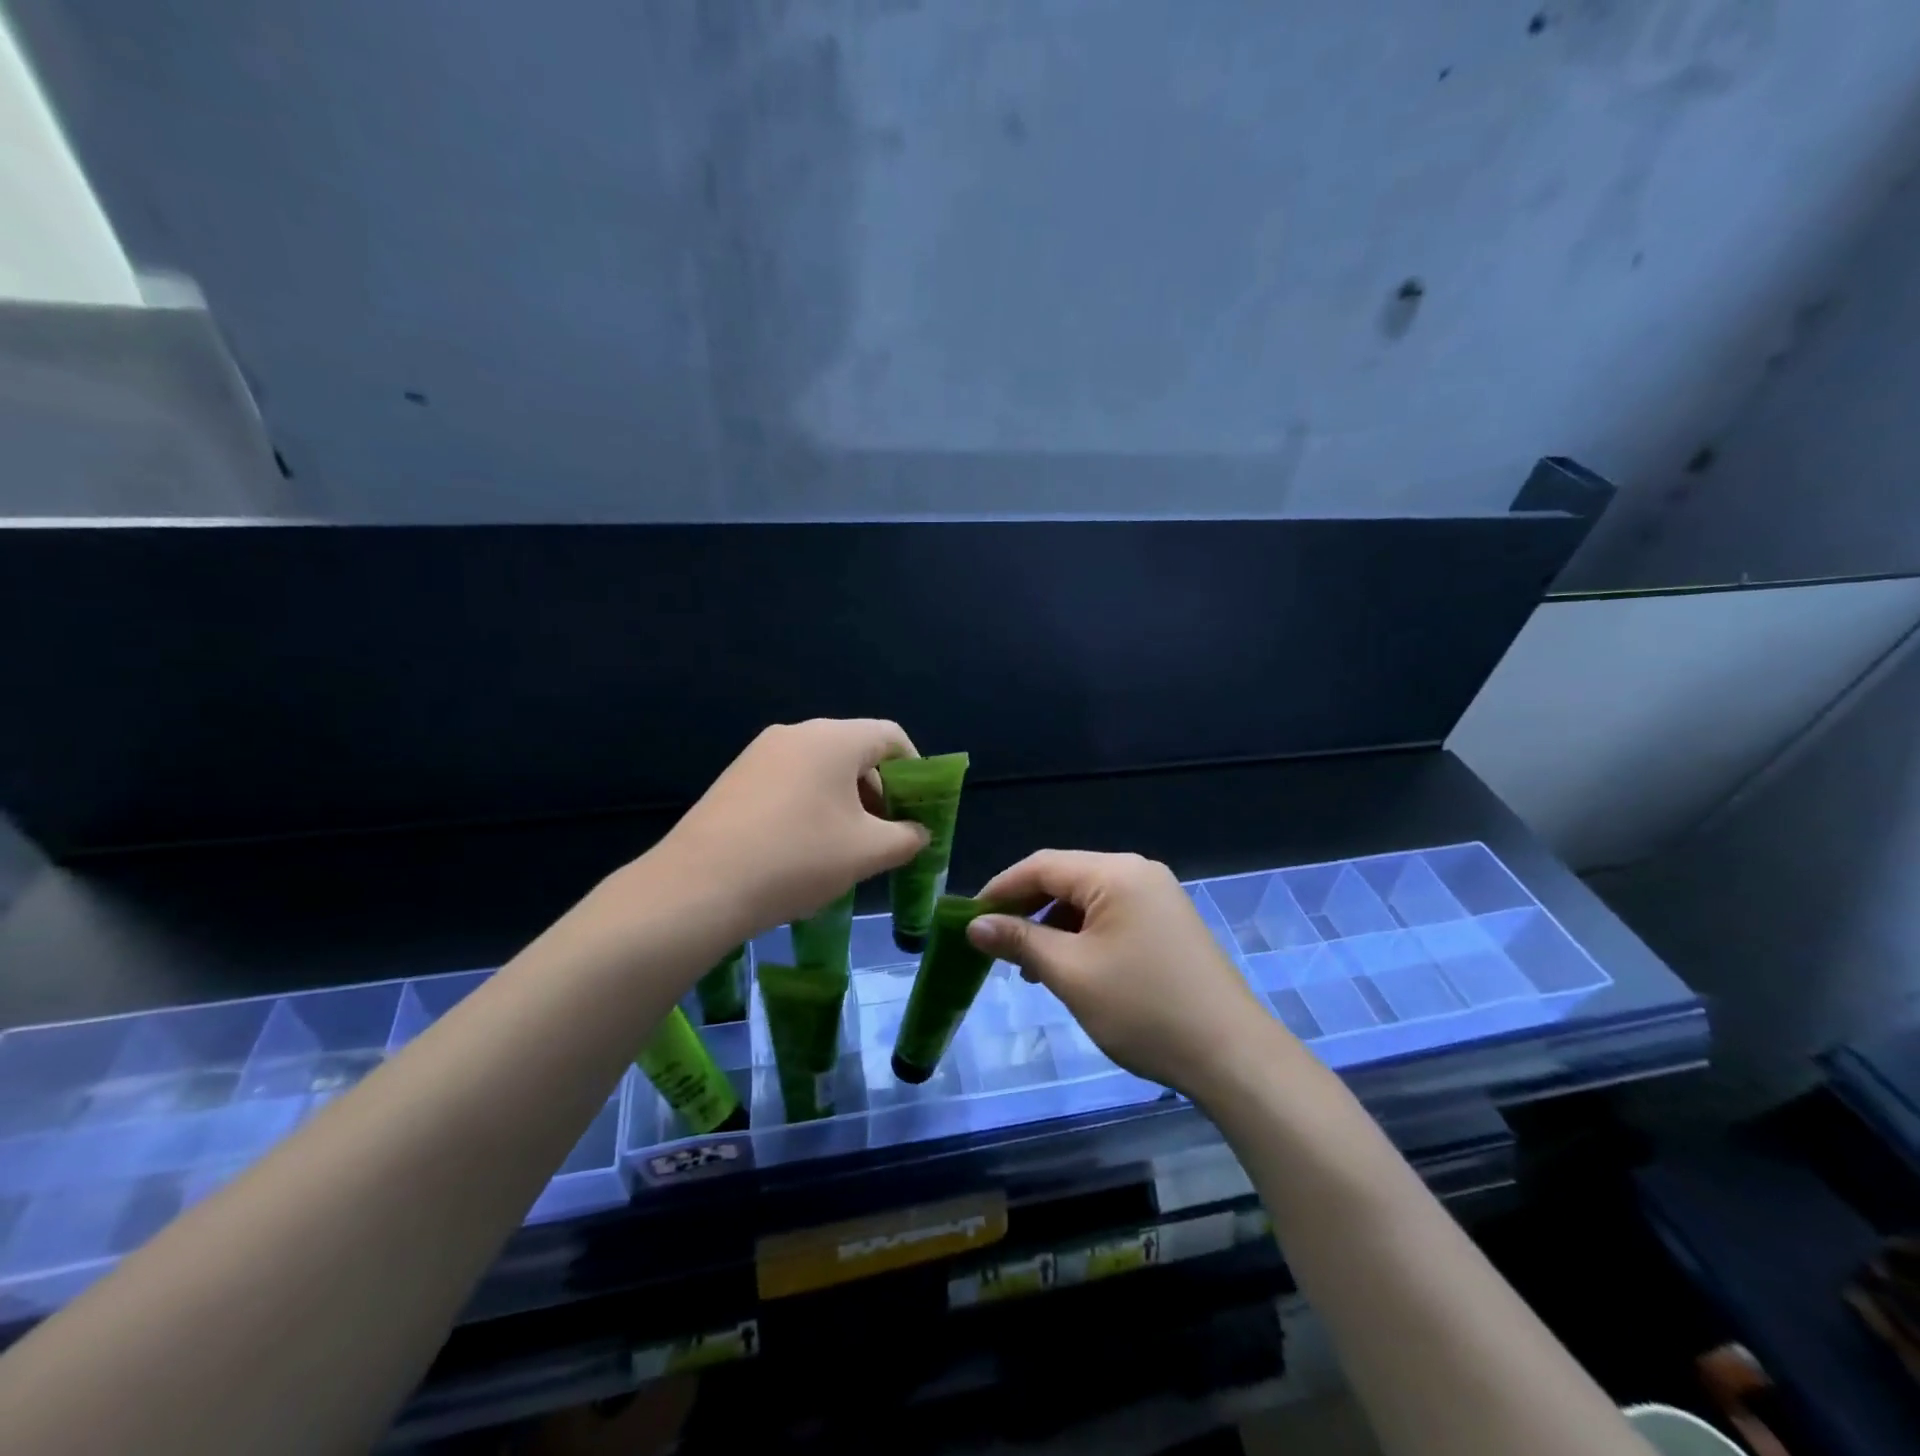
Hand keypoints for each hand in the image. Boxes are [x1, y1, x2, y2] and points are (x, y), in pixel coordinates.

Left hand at [644, 719, 929, 934]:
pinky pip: (790, 780)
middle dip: (880, 791)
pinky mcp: (736, 777)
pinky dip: (811, 805)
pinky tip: (803, 848)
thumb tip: (918, 832)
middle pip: (856, 751)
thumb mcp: (868, 852)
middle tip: (885, 835)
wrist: (699, 886)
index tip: (919, 810)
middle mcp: (797, 733)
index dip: (916, 771)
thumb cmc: (798, 858)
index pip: (891, 737)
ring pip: (822, 768)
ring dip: (846, 801)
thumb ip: (907, 837)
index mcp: (834, 739)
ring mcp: (761, 753)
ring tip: (845, 847)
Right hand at [966, 850, 1284, 1097]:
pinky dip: (1082, 937)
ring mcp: (1158, 898)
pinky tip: (1069, 970)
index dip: (1000, 888)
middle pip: (1065, 878)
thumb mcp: (1071, 974)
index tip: (968, 919)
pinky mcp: (1168, 924)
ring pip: (1087, 900)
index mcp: (1116, 873)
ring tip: (1029, 968)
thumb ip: (1021, 941)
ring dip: (1052, 927)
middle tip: (993, 945)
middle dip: (1026, 909)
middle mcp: (1138, 873)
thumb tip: (974, 925)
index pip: (1042, 865)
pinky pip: (1111, 917)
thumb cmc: (1144, 1009)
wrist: (1232, 1055)